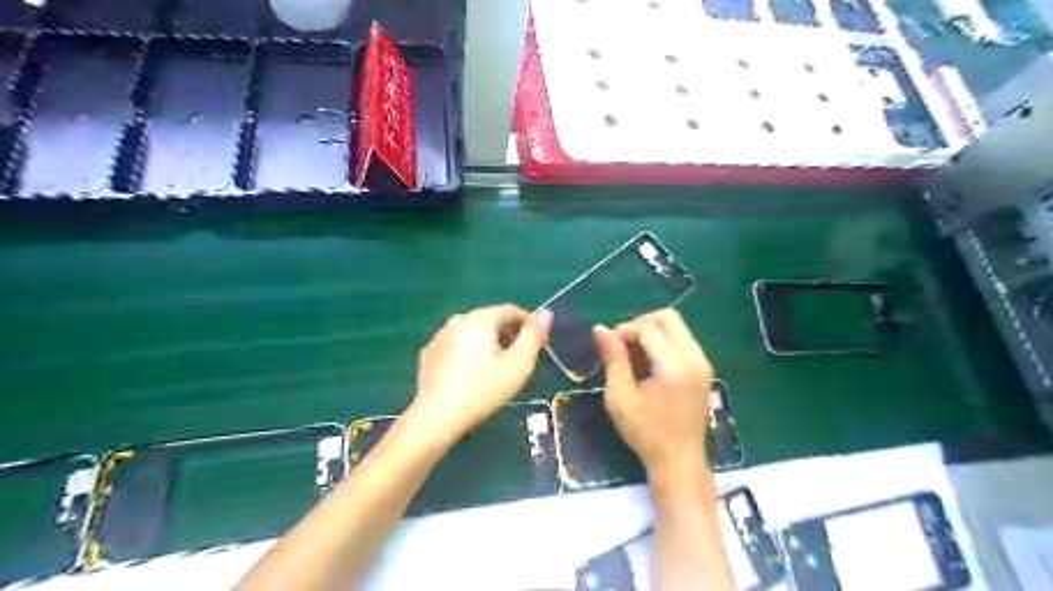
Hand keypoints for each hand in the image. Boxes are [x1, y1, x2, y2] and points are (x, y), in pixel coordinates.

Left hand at [407, 308, 550, 439]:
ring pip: (473, 333)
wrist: (436, 417)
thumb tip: (546, 312)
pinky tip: (471, 375)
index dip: (530, 325)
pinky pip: (457, 346)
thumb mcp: (518, 365)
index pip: (512, 311)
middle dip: (509, 335)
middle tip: (519, 362)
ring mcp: (440, 336)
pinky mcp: (429, 354)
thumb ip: (533, 336)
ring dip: (489, 344)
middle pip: (492, 320)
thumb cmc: (482, 390)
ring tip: (497, 370)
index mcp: (481, 318)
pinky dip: (469, 353)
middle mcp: (458, 319)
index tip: (540, 346)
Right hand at [591, 310, 714, 480]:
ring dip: (652, 331)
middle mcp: (694, 359)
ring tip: (634, 354)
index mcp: (674, 367)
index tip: (608, 346)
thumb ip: (613, 359)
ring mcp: (702, 363)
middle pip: (668, 317)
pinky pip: (683, 340)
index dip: (624, 330)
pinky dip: (664, 341)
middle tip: (622, 344)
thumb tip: (600, 328)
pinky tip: (649, 362)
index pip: (648, 328)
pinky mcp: (704, 369)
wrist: (679, 460)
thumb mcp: (620, 397)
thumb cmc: (645, 432)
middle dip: (641, 323)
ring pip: (677, 326)